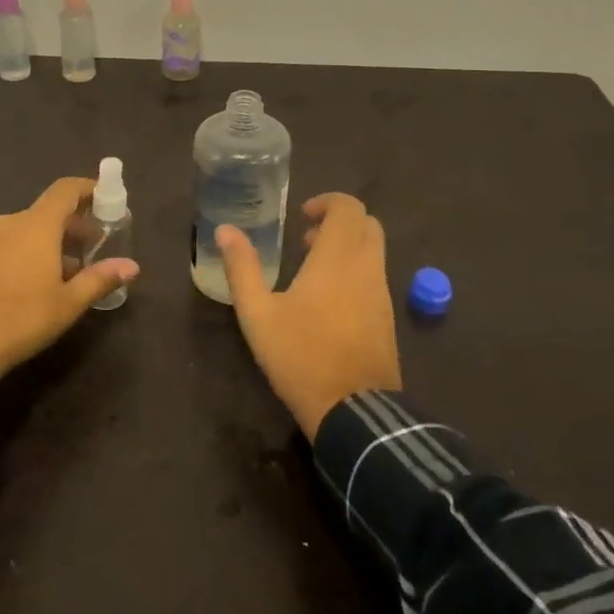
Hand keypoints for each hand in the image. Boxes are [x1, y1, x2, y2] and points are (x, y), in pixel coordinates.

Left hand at [0, 176, 139, 413]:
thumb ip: (100, 279)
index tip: (105, 197)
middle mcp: (10, 223)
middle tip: (94, 247)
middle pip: (48, 211)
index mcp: (36, 224)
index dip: (87, 188)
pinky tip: (36, 283)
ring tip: (68, 271)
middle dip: (74, 224)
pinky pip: (9, 245)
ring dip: (50, 242)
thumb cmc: (22, 317)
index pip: (65, 190)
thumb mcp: (69, 302)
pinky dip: (28, 252)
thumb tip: (132, 266)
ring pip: (27, 230)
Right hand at [217, 192, 400, 438]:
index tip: (301, 218)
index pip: (349, 207)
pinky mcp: (387, 318)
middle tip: (307, 239)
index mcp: (338, 259)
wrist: (354, 411)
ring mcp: (382, 294)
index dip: (327, 202)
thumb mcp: (258, 314)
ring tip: (312, 270)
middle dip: (338, 222)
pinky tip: (329, 301)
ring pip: (374, 251)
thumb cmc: (301, 356)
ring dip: (347, 247)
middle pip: (367, 224)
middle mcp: (367, 268)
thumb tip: (225, 230)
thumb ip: (242, 267)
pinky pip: (375, 276)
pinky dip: (356, 270)